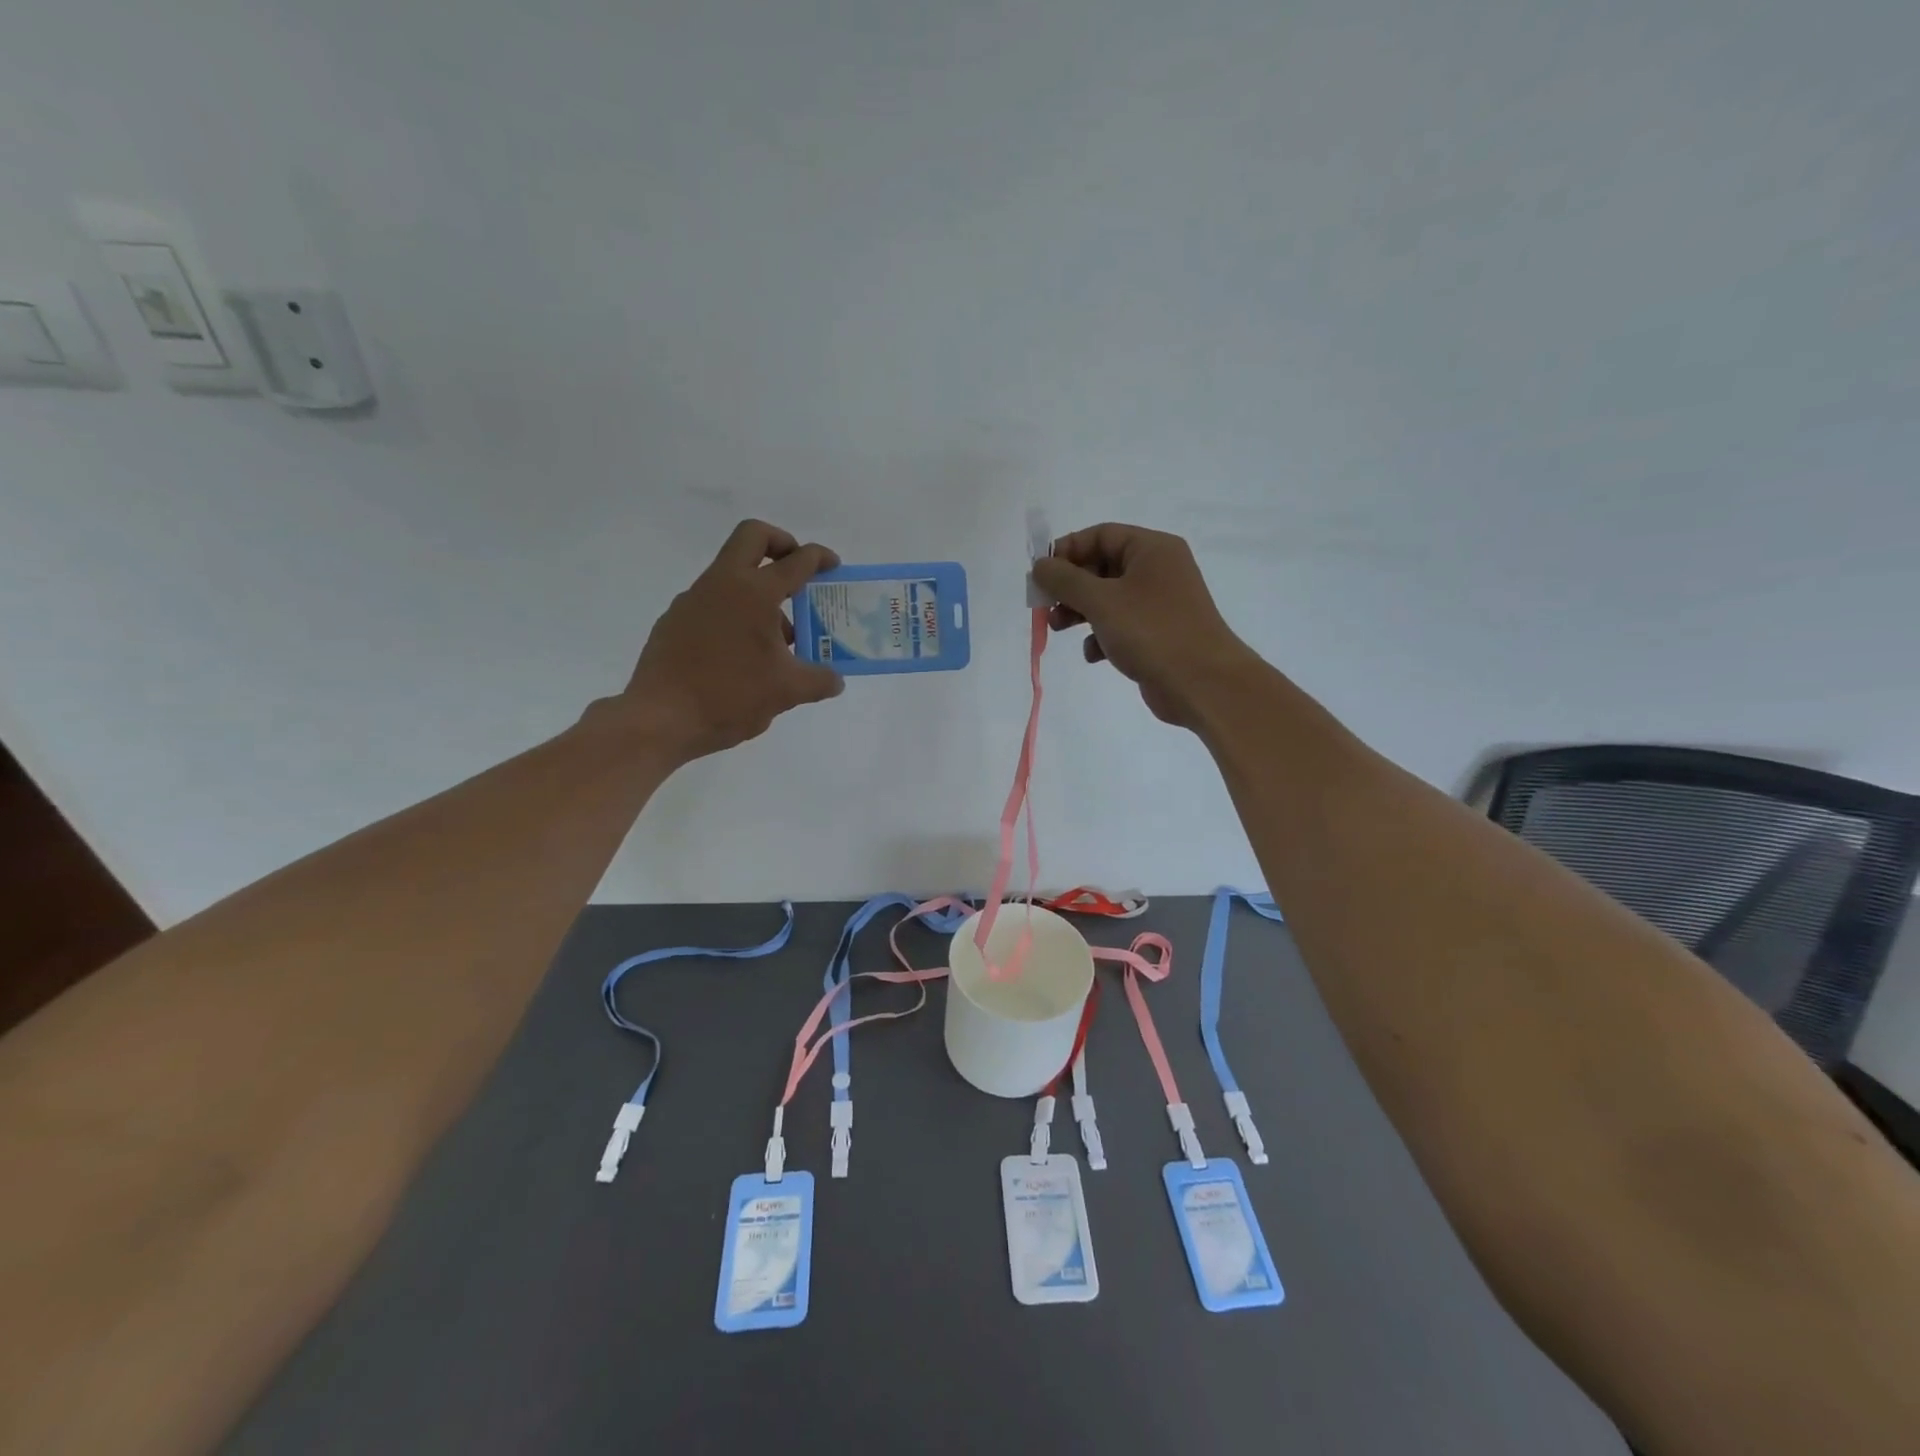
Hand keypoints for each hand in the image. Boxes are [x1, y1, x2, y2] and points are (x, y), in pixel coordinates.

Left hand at [615, 520, 844, 759]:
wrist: (660, 719)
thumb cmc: (730, 696)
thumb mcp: (786, 692)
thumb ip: (819, 681)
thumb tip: (836, 681)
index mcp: (754, 593)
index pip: (795, 561)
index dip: (819, 558)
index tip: (833, 566)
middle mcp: (721, 584)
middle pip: (752, 536)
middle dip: (781, 543)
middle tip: (797, 570)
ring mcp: (692, 600)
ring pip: (731, 574)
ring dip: (759, 590)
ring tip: (778, 638)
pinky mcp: (674, 621)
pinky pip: (713, 603)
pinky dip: (735, 614)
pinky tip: (743, 656)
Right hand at [1031, 523, 1259, 728]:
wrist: (1202, 683)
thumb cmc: (1151, 631)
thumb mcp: (1100, 601)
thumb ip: (1064, 580)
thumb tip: (1040, 566)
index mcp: (1152, 549)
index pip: (1101, 535)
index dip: (1067, 551)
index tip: (1041, 575)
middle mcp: (1158, 570)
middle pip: (1102, 567)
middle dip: (1070, 587)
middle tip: (1044, 606)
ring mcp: (1159, 604)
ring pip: (1108, 598)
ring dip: (1079, 612)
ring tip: (1058, 630)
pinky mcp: (1157, 634)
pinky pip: (1120, 625)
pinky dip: (1101, 636)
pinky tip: (1093, 654)